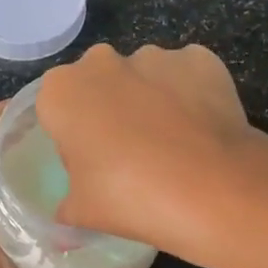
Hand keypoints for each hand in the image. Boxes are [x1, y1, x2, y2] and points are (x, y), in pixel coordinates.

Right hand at [35, 44, 258, 260]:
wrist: (210, 188)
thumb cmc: (129, 197)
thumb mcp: (81, 212)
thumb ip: (67, 202)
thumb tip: (68, 207)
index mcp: (61, 91)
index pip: (56, 107)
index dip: (73, 134)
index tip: (92, 161)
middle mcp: (103, 61)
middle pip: (99, 82)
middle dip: (110, 107)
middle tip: (131, 152)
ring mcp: (155, 56)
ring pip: (145, 76)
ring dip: (151, 100)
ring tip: (174, 145)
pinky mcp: (200, 58)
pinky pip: (188, 76)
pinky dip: (192, 95)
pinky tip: (202, 130)